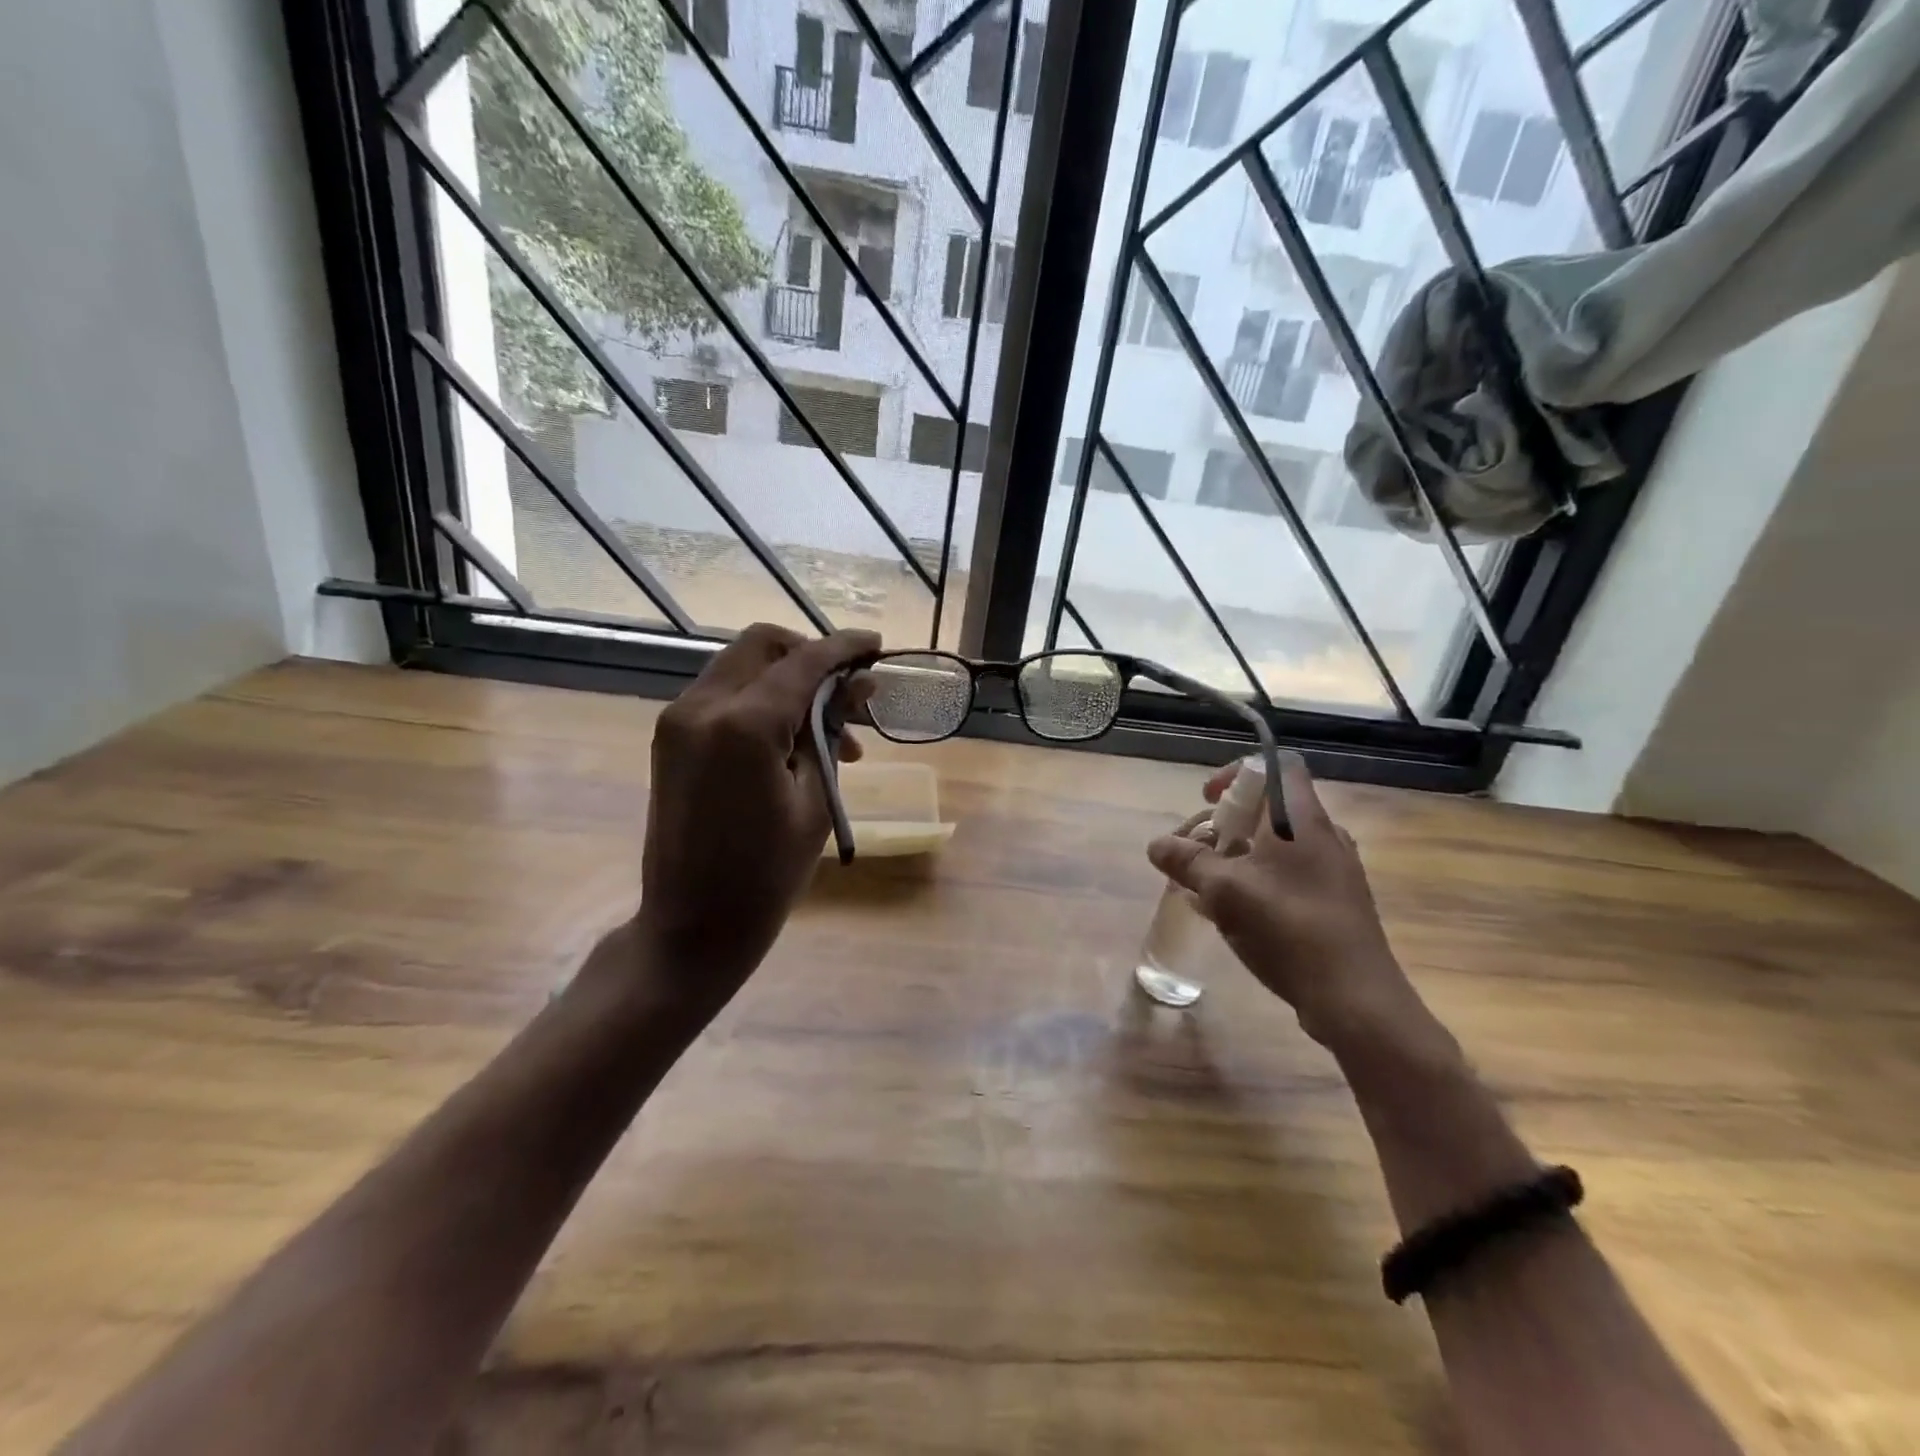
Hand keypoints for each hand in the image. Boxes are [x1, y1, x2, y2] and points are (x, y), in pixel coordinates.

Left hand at [632, 623, 877, 1009]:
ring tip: (832, 737)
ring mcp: (679, 721)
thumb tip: (858, 686)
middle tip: (849, 694)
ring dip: (788, 682)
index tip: (877, 645)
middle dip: (810, 657)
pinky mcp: (672, 739)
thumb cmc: (766, 875)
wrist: (692, 925)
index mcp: (743, 724)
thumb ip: (831, 732)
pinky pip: (724, 696)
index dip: (844, 648)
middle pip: (763, 646)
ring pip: (742, 667)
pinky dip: (761, 702)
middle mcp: (702, 706)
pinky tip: (793, 743)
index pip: (803, 662)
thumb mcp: (815, 801)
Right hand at [1149, 753, 1419, 1049]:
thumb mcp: (1225, 892)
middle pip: (1269, 808)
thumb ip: (1187, 862)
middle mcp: (1323, 836)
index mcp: (1301, 820)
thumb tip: (1156, 844)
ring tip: (1204, 886)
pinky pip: (1287, 876)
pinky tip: (1229, 915)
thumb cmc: (1289, 931)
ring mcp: (1333, 872)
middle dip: (1224, 824)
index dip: (1236, 772)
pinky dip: (1255, 881)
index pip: (1275, 765)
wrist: (1356, 1000)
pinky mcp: (1334, 903)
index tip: (1207, 799)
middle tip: (1195, 851)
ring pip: (1275, 846)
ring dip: (1235, 856)